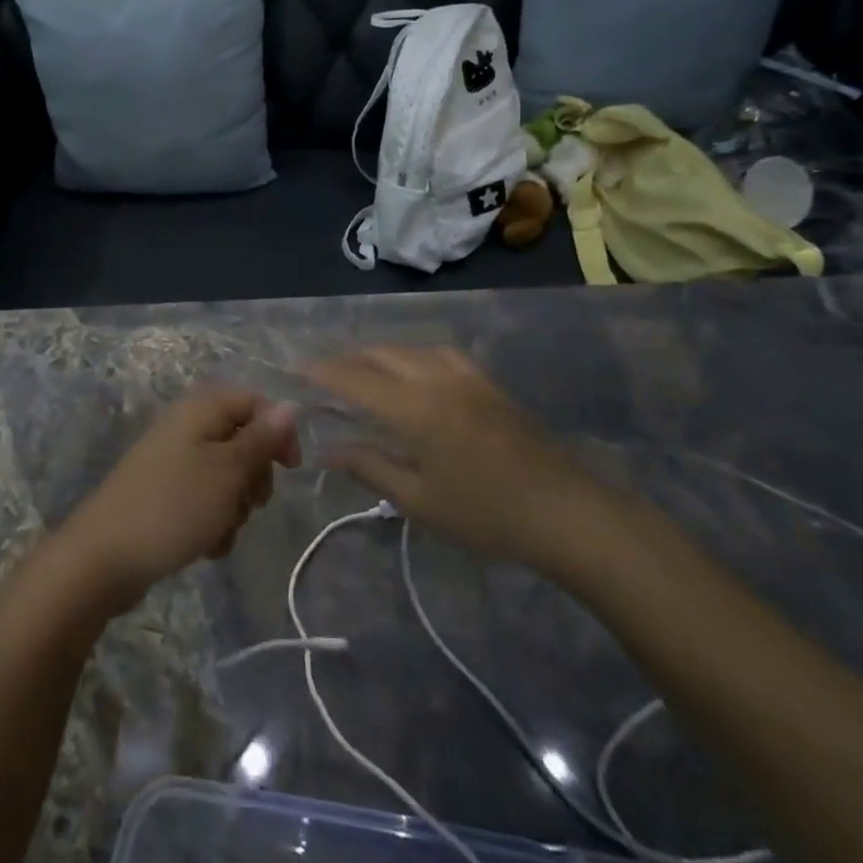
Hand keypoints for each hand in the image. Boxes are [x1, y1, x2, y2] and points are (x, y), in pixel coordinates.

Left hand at [54, 389, 299, 613]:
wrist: (103, 558)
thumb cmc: (173, 507)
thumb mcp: (227, 472)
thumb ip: (261, 439)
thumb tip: (289, 406)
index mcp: (200, 409)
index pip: (255, 402)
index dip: (278, 432)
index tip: (290, 470)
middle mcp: (186, 427)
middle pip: (242, 441)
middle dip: (254, 477)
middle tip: (250, 503)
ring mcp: (172, 461)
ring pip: (226, 476)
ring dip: (234, 507)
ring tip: (220, 530)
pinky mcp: (164, 494)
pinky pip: (203, 500)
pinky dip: (212, 522)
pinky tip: (206, 546)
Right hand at [305, 346, 617, 573]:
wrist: (568, 512)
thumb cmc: (487, 514)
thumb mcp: (420, 500)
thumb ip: (371, 468)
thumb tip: (328, 451)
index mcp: (414, 407)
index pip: (355, 378)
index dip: (322, 372)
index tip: (295, 369)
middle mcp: (436, 378)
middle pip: (380, 354)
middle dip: (346, 359)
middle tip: (321, 373)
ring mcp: (465, 376)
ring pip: (409, 348)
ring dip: (378, 354)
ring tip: (360, 370)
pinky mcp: (487, 382)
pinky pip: (437, 353)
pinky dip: (410, 355)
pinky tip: (411, 371)